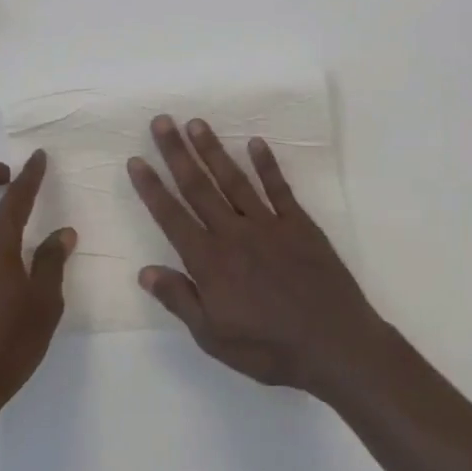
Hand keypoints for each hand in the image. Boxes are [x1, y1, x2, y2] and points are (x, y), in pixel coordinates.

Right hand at [127, 115, 386, 393]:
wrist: (335, 344)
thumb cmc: (269, 348)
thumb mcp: (214, 337)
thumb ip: (180, 300)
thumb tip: (144, 271)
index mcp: (209, 262)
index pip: (172, 217)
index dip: (152, 188)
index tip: (136, 160)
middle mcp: (234, 234)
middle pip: (198, 187)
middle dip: (177, 154)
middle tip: (162, 122)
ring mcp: (269, 225)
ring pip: (234, 180)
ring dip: (213, 151)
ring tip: (196, 123)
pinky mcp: (300, 225)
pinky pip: (279, 188)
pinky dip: (267, 165)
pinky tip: (256, 143)